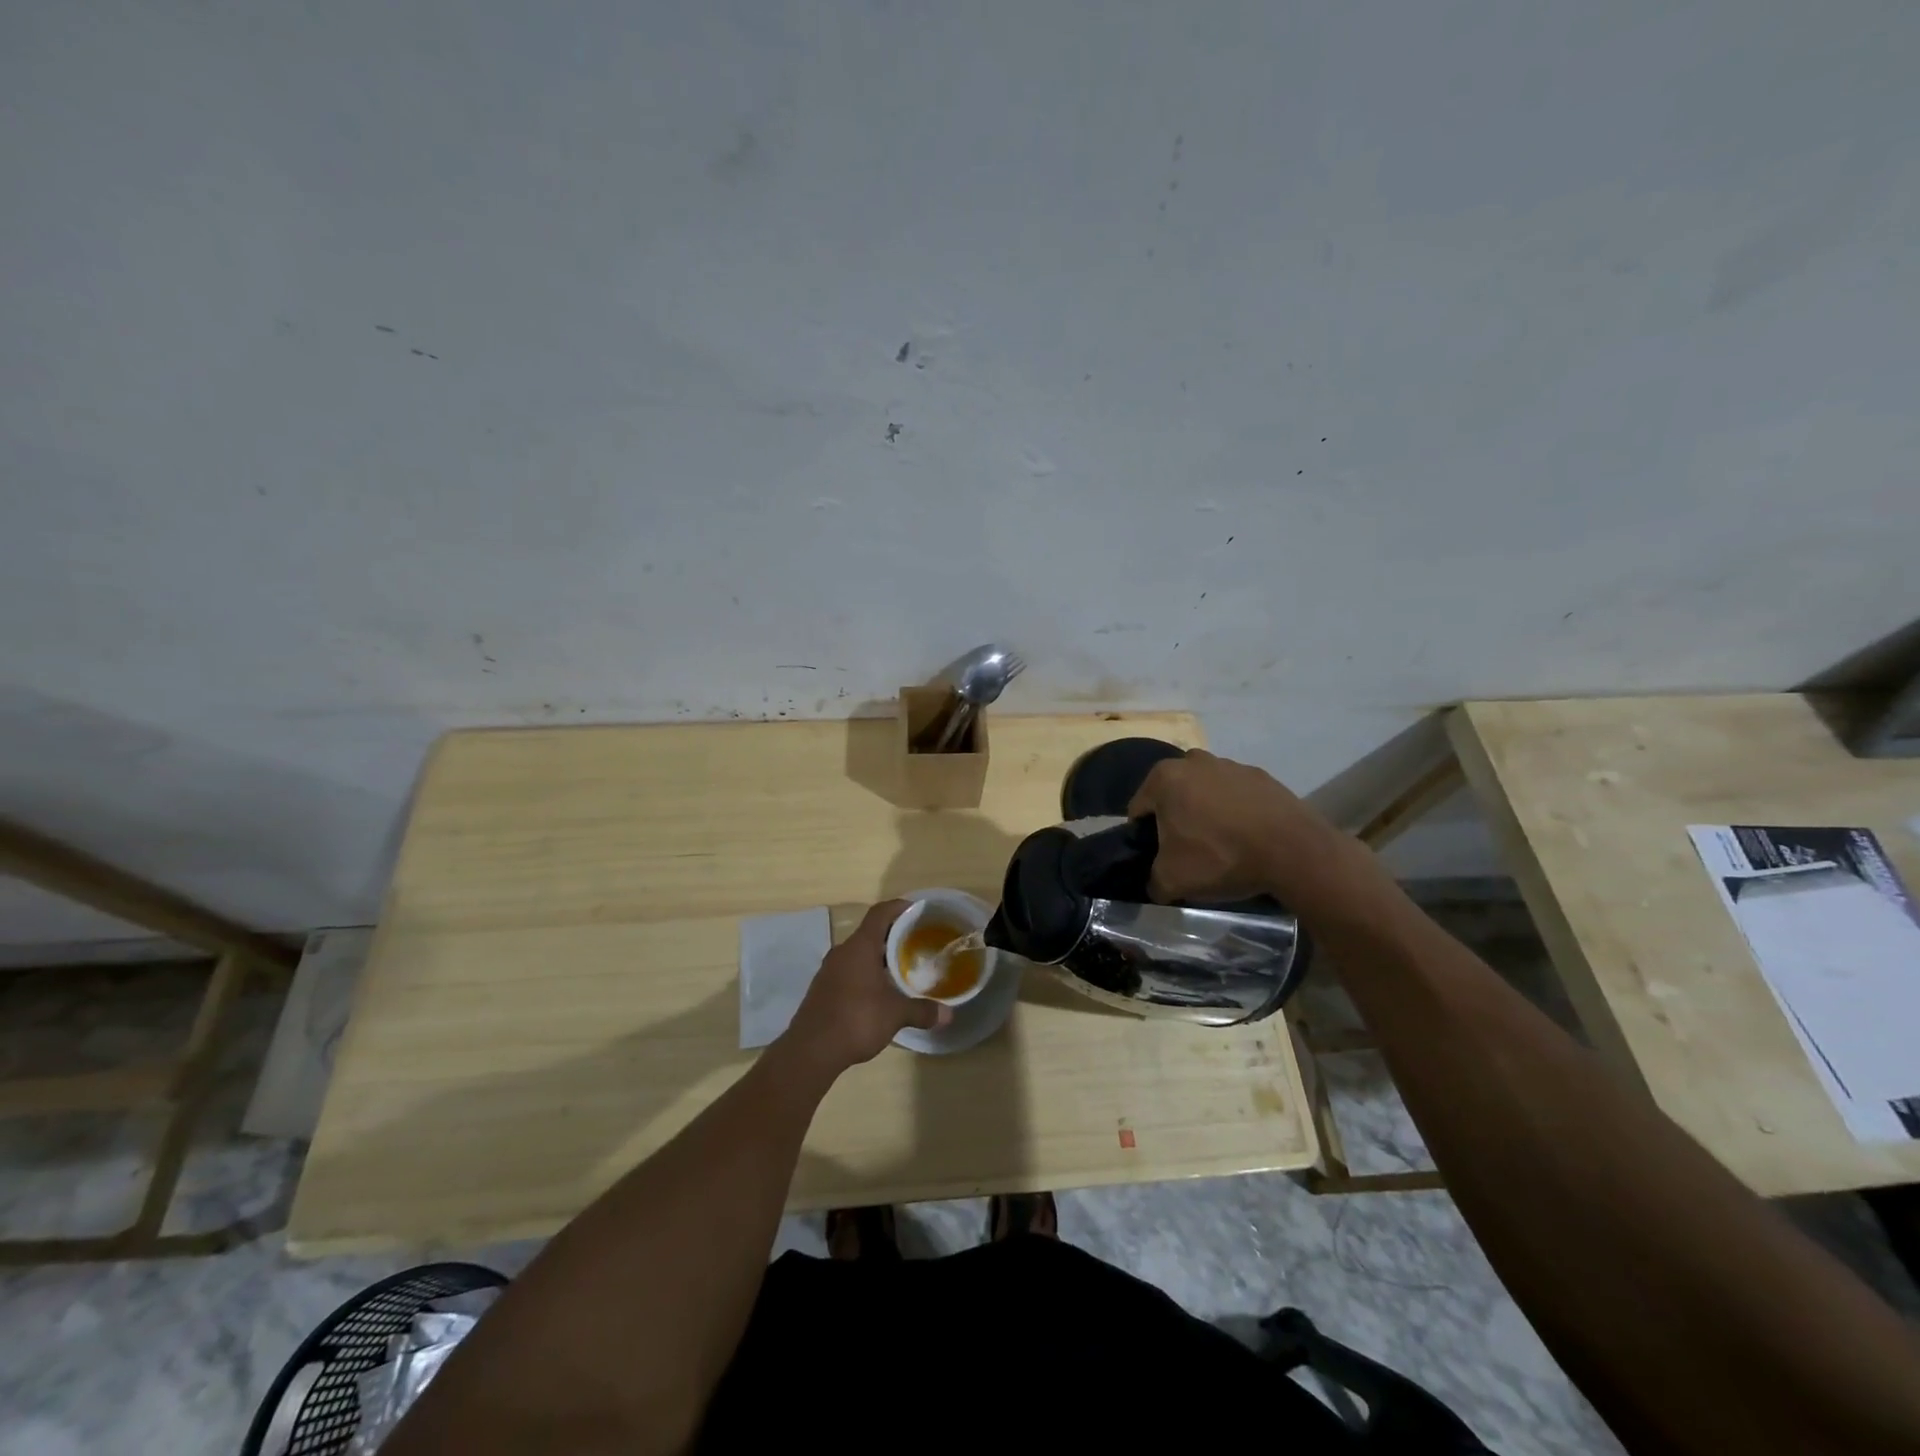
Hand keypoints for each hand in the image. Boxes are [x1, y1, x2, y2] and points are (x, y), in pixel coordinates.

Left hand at [782, 901, 949, 1072]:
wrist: (810, 1051)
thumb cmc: (856, 1019)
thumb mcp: (895, 1015)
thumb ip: (922, 1011)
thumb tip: (948, 1015)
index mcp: (860, 947)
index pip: (880, 913)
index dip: (899, 907)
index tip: (918, 910)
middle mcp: (842, 952)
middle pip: (870, 933)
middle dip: (893, 936)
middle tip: (917, 943)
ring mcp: (829, 970)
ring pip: (858, 953)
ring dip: (879, 957)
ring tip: (901, 968)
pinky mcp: (823, 989)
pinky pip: (849, 970)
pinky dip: (866, 973)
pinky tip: (879, 992)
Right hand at [1127, 749, 1360, 906]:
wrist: (1293, 851)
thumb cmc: (1220, 857)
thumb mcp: (1172, 880)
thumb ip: (1152, 881)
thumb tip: (1155, 884)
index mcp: (1163, 778)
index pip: (1139, 809)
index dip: (1143, 836)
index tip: (1158, 857)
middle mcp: (1193, 761)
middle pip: (1172, 795)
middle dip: (1175, 819)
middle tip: (1188, 851)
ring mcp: (1230, 765)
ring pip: (1204, 792)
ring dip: (1205, 813)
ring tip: (1221, 845)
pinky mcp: (1262, 776)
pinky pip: (1236, 795)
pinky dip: (1235, 812)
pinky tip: (1246, 837)